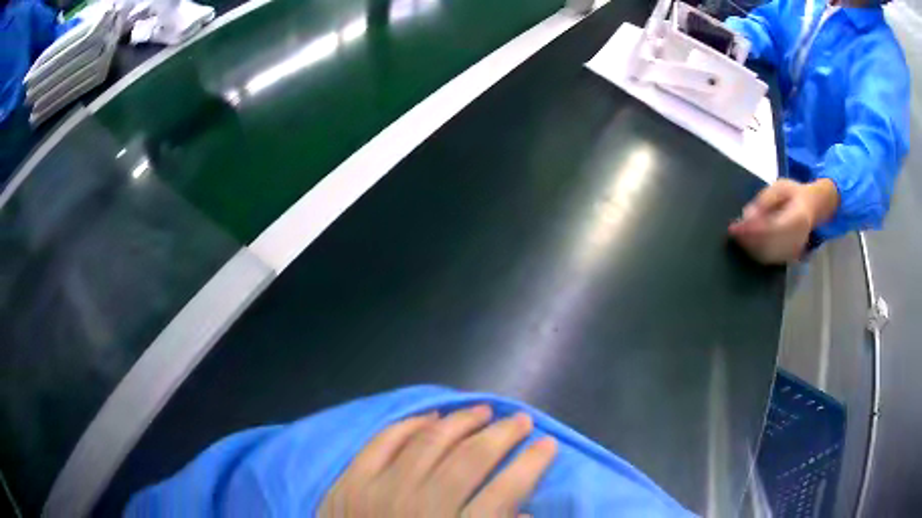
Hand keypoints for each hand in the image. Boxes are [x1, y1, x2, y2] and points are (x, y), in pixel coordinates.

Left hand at [318, 405, 557, 517]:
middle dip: (504, 434)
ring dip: (462, 421)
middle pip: (472, 458)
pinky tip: (431, 417)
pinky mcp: (351, 482)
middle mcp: (421, 508)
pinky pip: (384, 440)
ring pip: (431, 441)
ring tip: (483, 411)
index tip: (549, 444)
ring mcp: (381, 491)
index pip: (507, 491)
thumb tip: (527, 513)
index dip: (533, 463)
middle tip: (521, 420)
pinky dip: (410, 425)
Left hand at [729, 179, 838, 263]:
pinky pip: (770, 259)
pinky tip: (745, 244)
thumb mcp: (781, 187)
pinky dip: (755, 253)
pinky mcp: (789, 258)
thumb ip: (765, 200)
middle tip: (733, 232)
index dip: (752, 230)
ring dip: (749, 248)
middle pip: (768, 245)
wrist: (812, 207)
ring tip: (736, 236)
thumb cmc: (794, 194)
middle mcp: (797, 239)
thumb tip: (748, 215)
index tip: (735, 227)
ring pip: (768, 256)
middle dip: (748, 240)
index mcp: (798, 218)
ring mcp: (794, 251)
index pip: (772, 228)